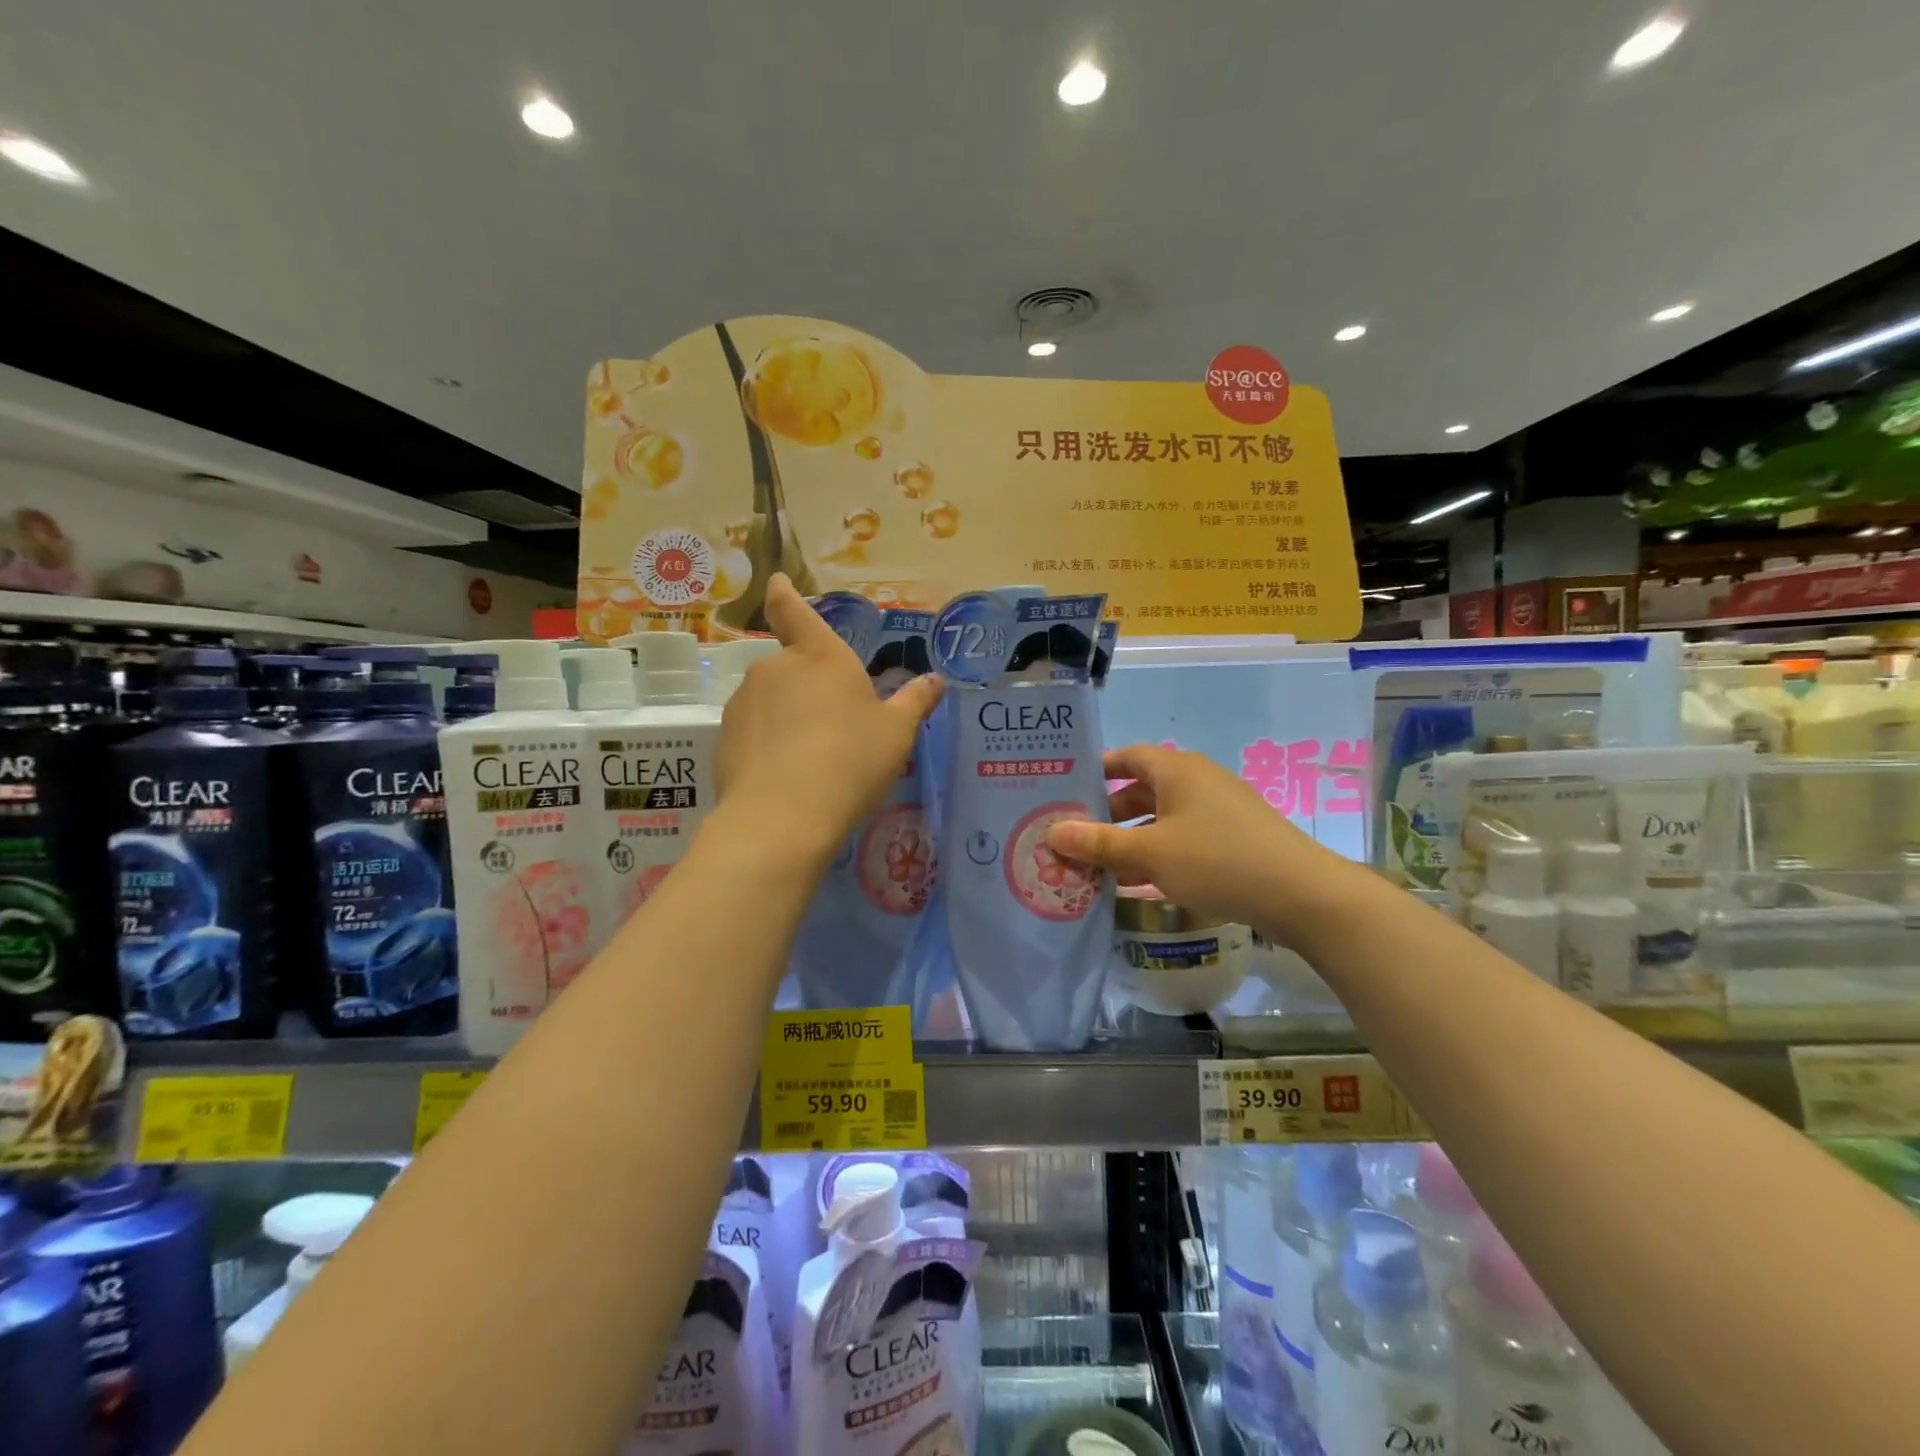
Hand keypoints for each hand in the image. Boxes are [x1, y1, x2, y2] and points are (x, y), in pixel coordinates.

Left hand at [717, 574, 943, 858]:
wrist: (783, 817)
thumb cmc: (850, 762)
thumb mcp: (896, 734)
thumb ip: (914, 702)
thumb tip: (936, 680)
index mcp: (821, 656)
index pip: (795, 611)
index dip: (785, 595)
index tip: (776, 583)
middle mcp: (776, 668)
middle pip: (792, 666)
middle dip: (809, 688)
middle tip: (835, 728)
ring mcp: (744, 700)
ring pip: (771, 700)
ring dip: (788, 716)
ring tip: (812, 760)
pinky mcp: (724, 736)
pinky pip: (753, 730)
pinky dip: (768, 743)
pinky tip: (786, 777)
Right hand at [1045, 743, 1361, 941]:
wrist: (1301, 894)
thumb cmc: (1218, 860)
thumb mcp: (1150, 853)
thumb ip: (1099, 843)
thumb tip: (1052, 832)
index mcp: (1176, 769)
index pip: (1125, 757)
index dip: (1094, 771)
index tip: (1064, 791)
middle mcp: (1196, 781)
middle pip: (1139, 789)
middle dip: (1106, 814)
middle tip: (1072, 836)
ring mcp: (1217, 810)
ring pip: (1160, 818)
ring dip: (1129, 839)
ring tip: (1095, 866)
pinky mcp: (1231, 838)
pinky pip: (1181, 838)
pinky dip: (1156, 853)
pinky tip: (1136, 883)